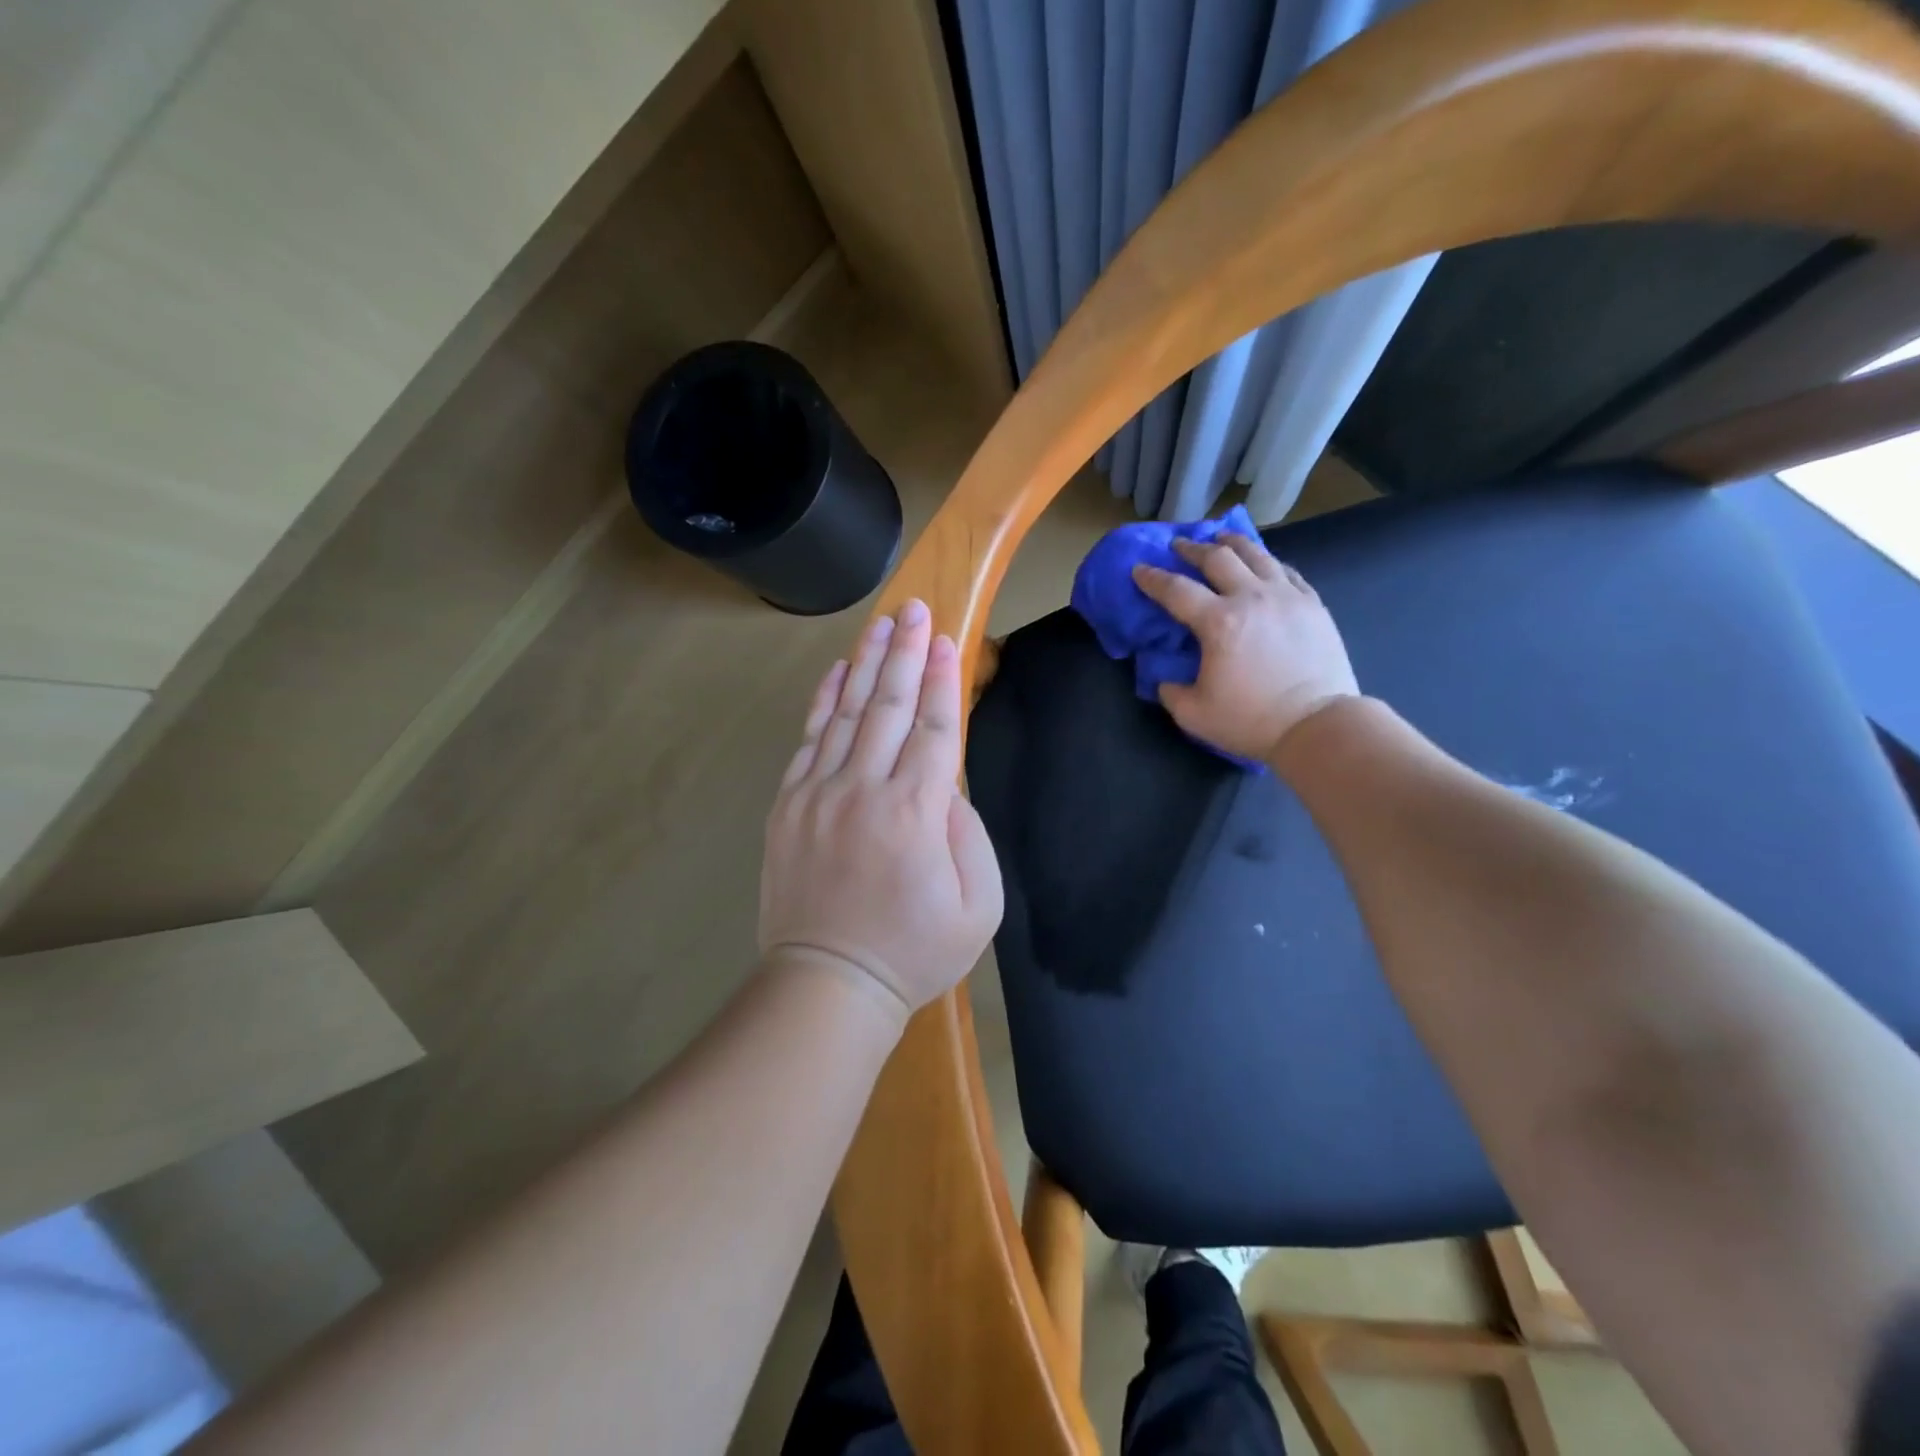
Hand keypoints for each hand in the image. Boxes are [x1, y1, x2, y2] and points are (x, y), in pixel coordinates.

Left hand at [759, 599, 1003, 1022]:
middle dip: (906, 653)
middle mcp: (865, 789)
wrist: (828, 983)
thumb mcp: (979, 905)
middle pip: (890, 706)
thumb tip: (946, 782)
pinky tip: (838, 672)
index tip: (947, 640)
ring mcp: (819, 793)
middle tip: (915, 609)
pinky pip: (809, 740)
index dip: (943, 680)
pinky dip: (824, 701)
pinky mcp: (789, 805)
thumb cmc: (915, 950)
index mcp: (916, 813)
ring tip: (881, 624)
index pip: (935, 729)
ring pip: (848, 713)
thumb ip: (969, 832)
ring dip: (866, 663)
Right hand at [1132, 534, 1359, 762]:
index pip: (1176, 590)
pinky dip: (1268, 562)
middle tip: (1179, 545)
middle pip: (1217, 558)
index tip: (1139, 569)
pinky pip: (1286, 571)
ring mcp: (1287, 597)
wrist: (1317, 725)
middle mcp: (1251, 598)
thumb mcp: (1193, 714)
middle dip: (1192, 548)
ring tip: (1221, 538)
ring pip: (1256, 555)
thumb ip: (1170, 691)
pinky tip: (1263, 564)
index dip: (1152, 578)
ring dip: (1232, 543)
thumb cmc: (1251, 720)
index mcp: (1218, 622)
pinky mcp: (1313, 605)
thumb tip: (1166, 676)